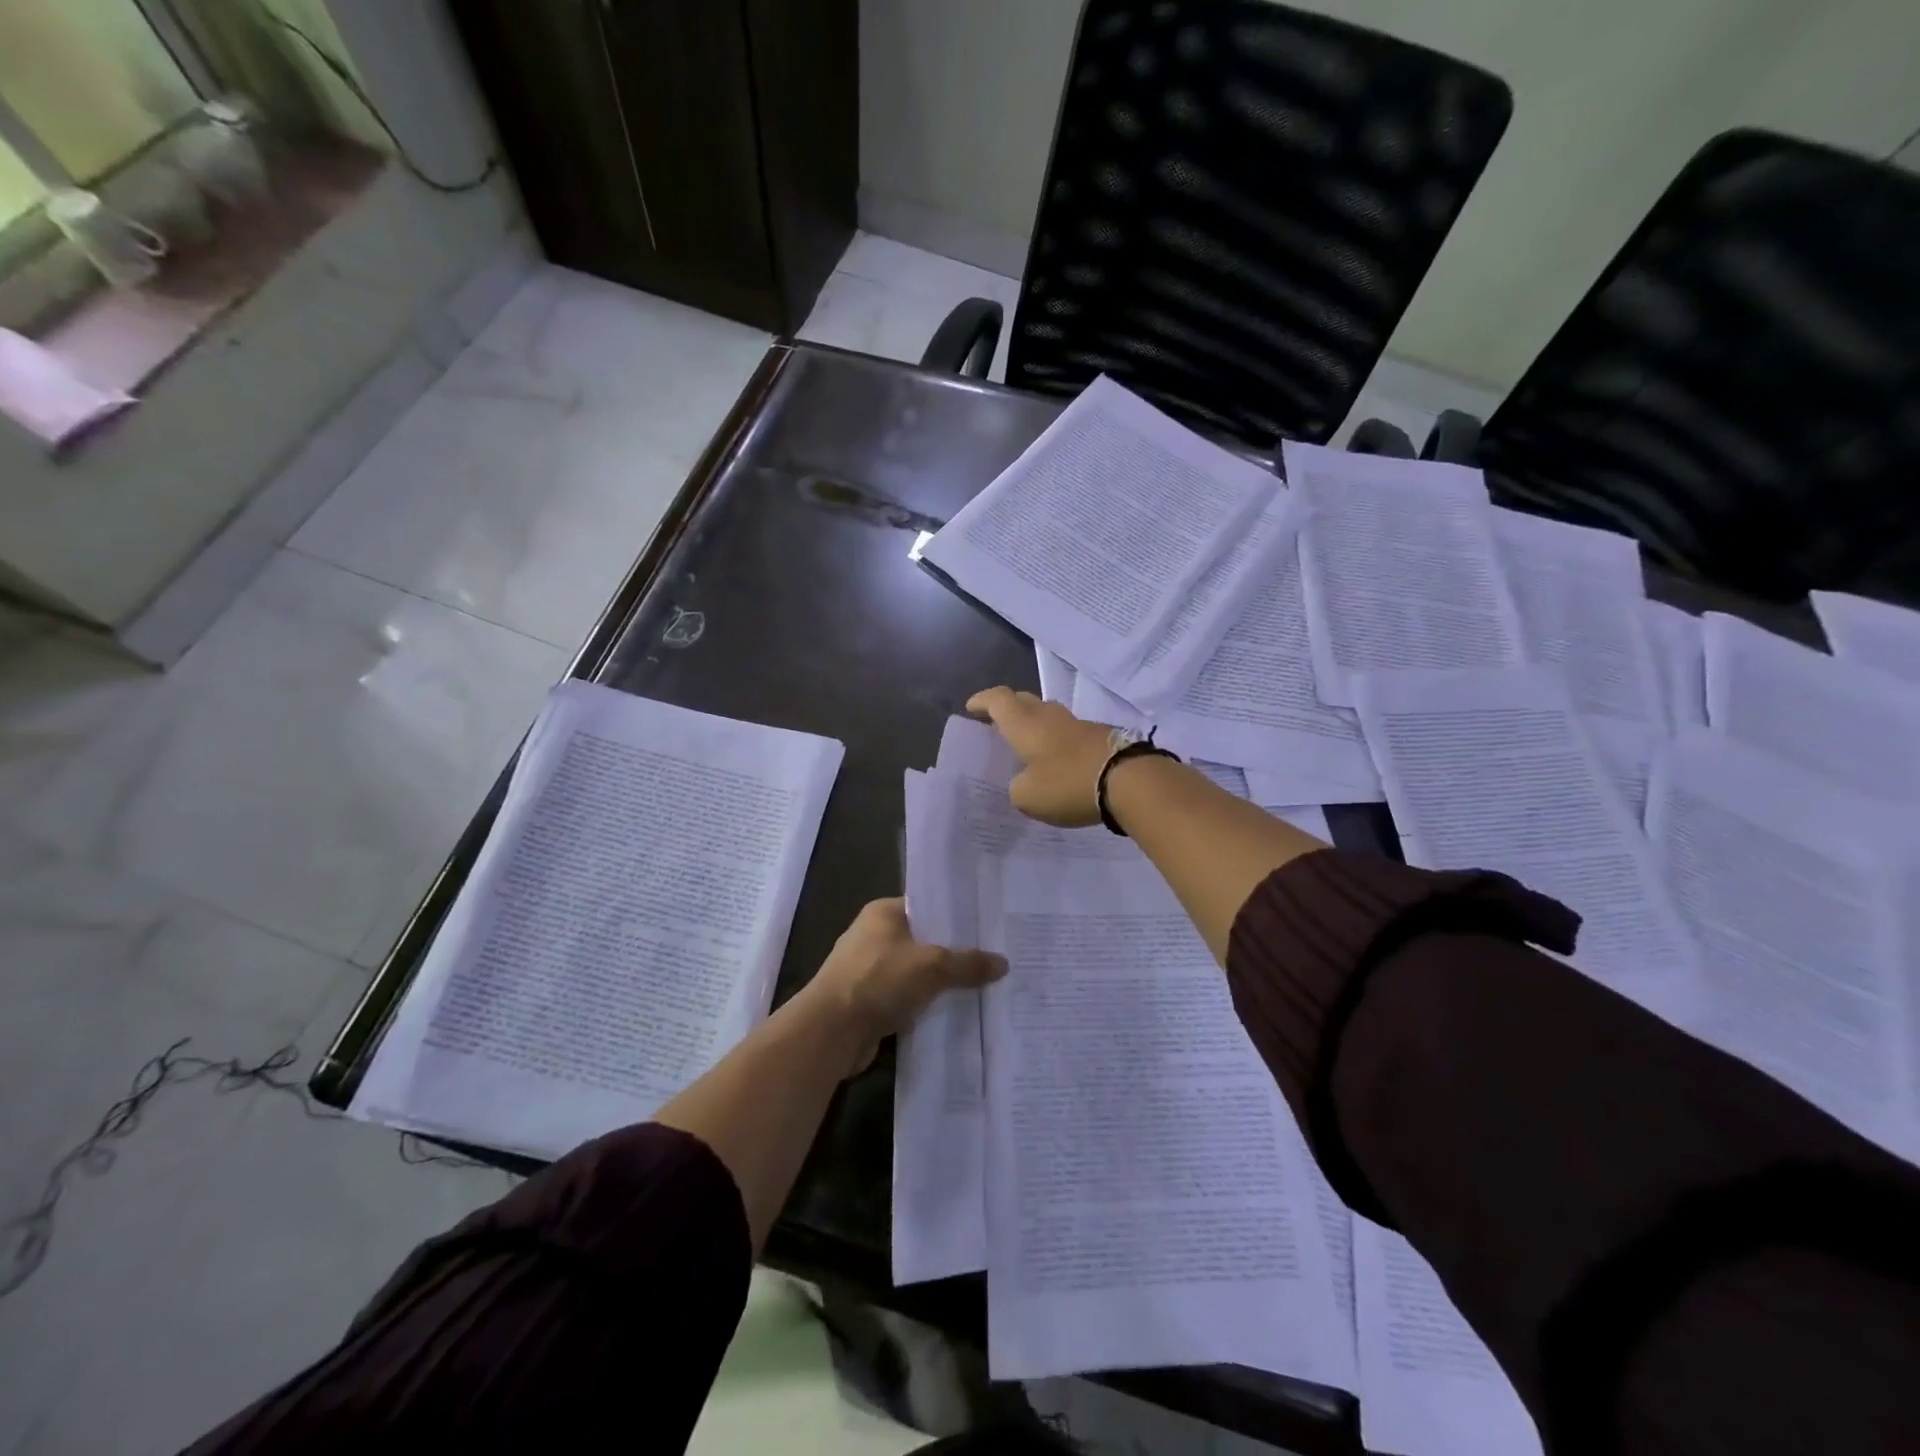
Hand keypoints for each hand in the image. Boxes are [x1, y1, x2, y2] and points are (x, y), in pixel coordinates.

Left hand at [803, 899, 1005, 1075]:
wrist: (830, 1032)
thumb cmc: (878, 981)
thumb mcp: (932, 966)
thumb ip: (968, 963)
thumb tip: (1003, 963)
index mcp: (883, 913)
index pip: (927, 905)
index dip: (956, 915)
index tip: (988, 926)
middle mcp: (874, 935)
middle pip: (924, 940)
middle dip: (954, 952)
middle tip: (993, 958)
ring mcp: (869, 970)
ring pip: (916, 972)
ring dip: (940, 983)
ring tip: (982, 987)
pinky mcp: (868, 1002)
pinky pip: (906, 998)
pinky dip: (925, 1005)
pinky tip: (954, 1013)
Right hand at [966, 686, 1116, 827]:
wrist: (1129, 780)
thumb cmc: (1067, 783)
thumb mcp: (1028, 796)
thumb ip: (1018, 787)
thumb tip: (1024, 781)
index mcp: (1024, 724)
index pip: (998, 699)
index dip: (983, 701)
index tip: (972, 707)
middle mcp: (1049, 716)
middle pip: (1024, 700)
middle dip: (1009, 708)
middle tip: (998, 724)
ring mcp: (1078, 723)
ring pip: (1049, 715)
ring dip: (1036, 724)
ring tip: (1029, 745)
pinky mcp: (1100, 736)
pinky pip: (1070, 732)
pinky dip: (1058, 741)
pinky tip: (1059, 760)